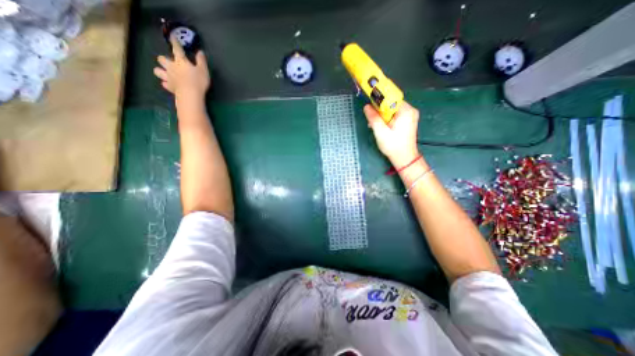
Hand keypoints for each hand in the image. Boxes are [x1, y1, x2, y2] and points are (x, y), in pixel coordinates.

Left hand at [154, 35, 210, 97]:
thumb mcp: (203, 70)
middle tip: (168, 61)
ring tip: (165, 73)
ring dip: (160, 70)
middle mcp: (171, 67)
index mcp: (180, 61)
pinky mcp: (169, 87)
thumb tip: (200, 51)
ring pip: (158, 71)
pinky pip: (164, 84)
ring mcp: (169, 77)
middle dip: (163, 59)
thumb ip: (201, 61)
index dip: (175, 42)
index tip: (172, 37)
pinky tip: (169, 84)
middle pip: (161, 59)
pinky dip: (166, 83)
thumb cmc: (198, 81)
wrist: (190, 95)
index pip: (177, 49)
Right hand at [365, 100, 420, 166]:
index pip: (390, 98)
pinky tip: (381, 127)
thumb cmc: (393, 146)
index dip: (378, 101)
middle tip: (371, 121)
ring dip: (381, 116)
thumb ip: (373, 118)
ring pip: (391, 110)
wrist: (404, 158)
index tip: (370, 106)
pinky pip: (394, 115)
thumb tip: (366, 106)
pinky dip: (386, 119)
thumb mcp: (381, 132)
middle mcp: (410, 110)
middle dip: (379, 111)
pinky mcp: (407, 121)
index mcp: (406, 111)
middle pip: (390, 104)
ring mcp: (409, 116)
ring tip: (374, 126)